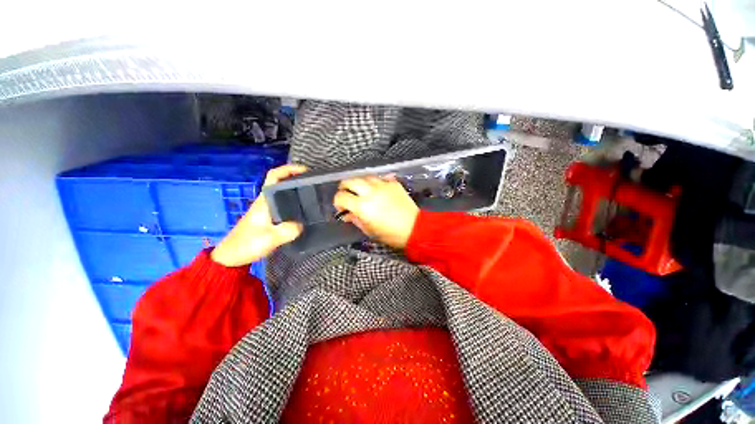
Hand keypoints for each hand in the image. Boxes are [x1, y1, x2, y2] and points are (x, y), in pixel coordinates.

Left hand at [211, 164, 307, 266]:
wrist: (231, 257)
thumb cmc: (247, 244)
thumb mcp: (270, 238)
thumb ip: (289, 230)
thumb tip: (303, 224)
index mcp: (264, 200)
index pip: (274, 176)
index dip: (289, 169)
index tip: (305, 171)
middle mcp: (266, 201)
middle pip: (282, 183)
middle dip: (297, 179)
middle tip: (315, 185)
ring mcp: (267, 210)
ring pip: (284, 195)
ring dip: (297, 192)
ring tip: (314, 196)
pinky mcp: (269, 218)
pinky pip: (285, 206)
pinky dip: (295, 204)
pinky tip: (304, 212)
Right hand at [333, 176, 419, 248]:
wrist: (415, 229)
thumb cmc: (390, 234)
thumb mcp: (369, 230)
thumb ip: (355, 219)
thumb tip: (347, 214)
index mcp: (362, 206)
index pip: (341, 197)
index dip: (338, 202)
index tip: (342, 208)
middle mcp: (370, 192)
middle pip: (349, 181)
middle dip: (344, 188)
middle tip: (348, 196)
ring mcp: (382, 185)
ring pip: (364, 177)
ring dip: (359, 183)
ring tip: (362, 192)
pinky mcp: (393, 183)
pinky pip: (380, 178)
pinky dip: (375, 182)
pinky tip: (377, 190)